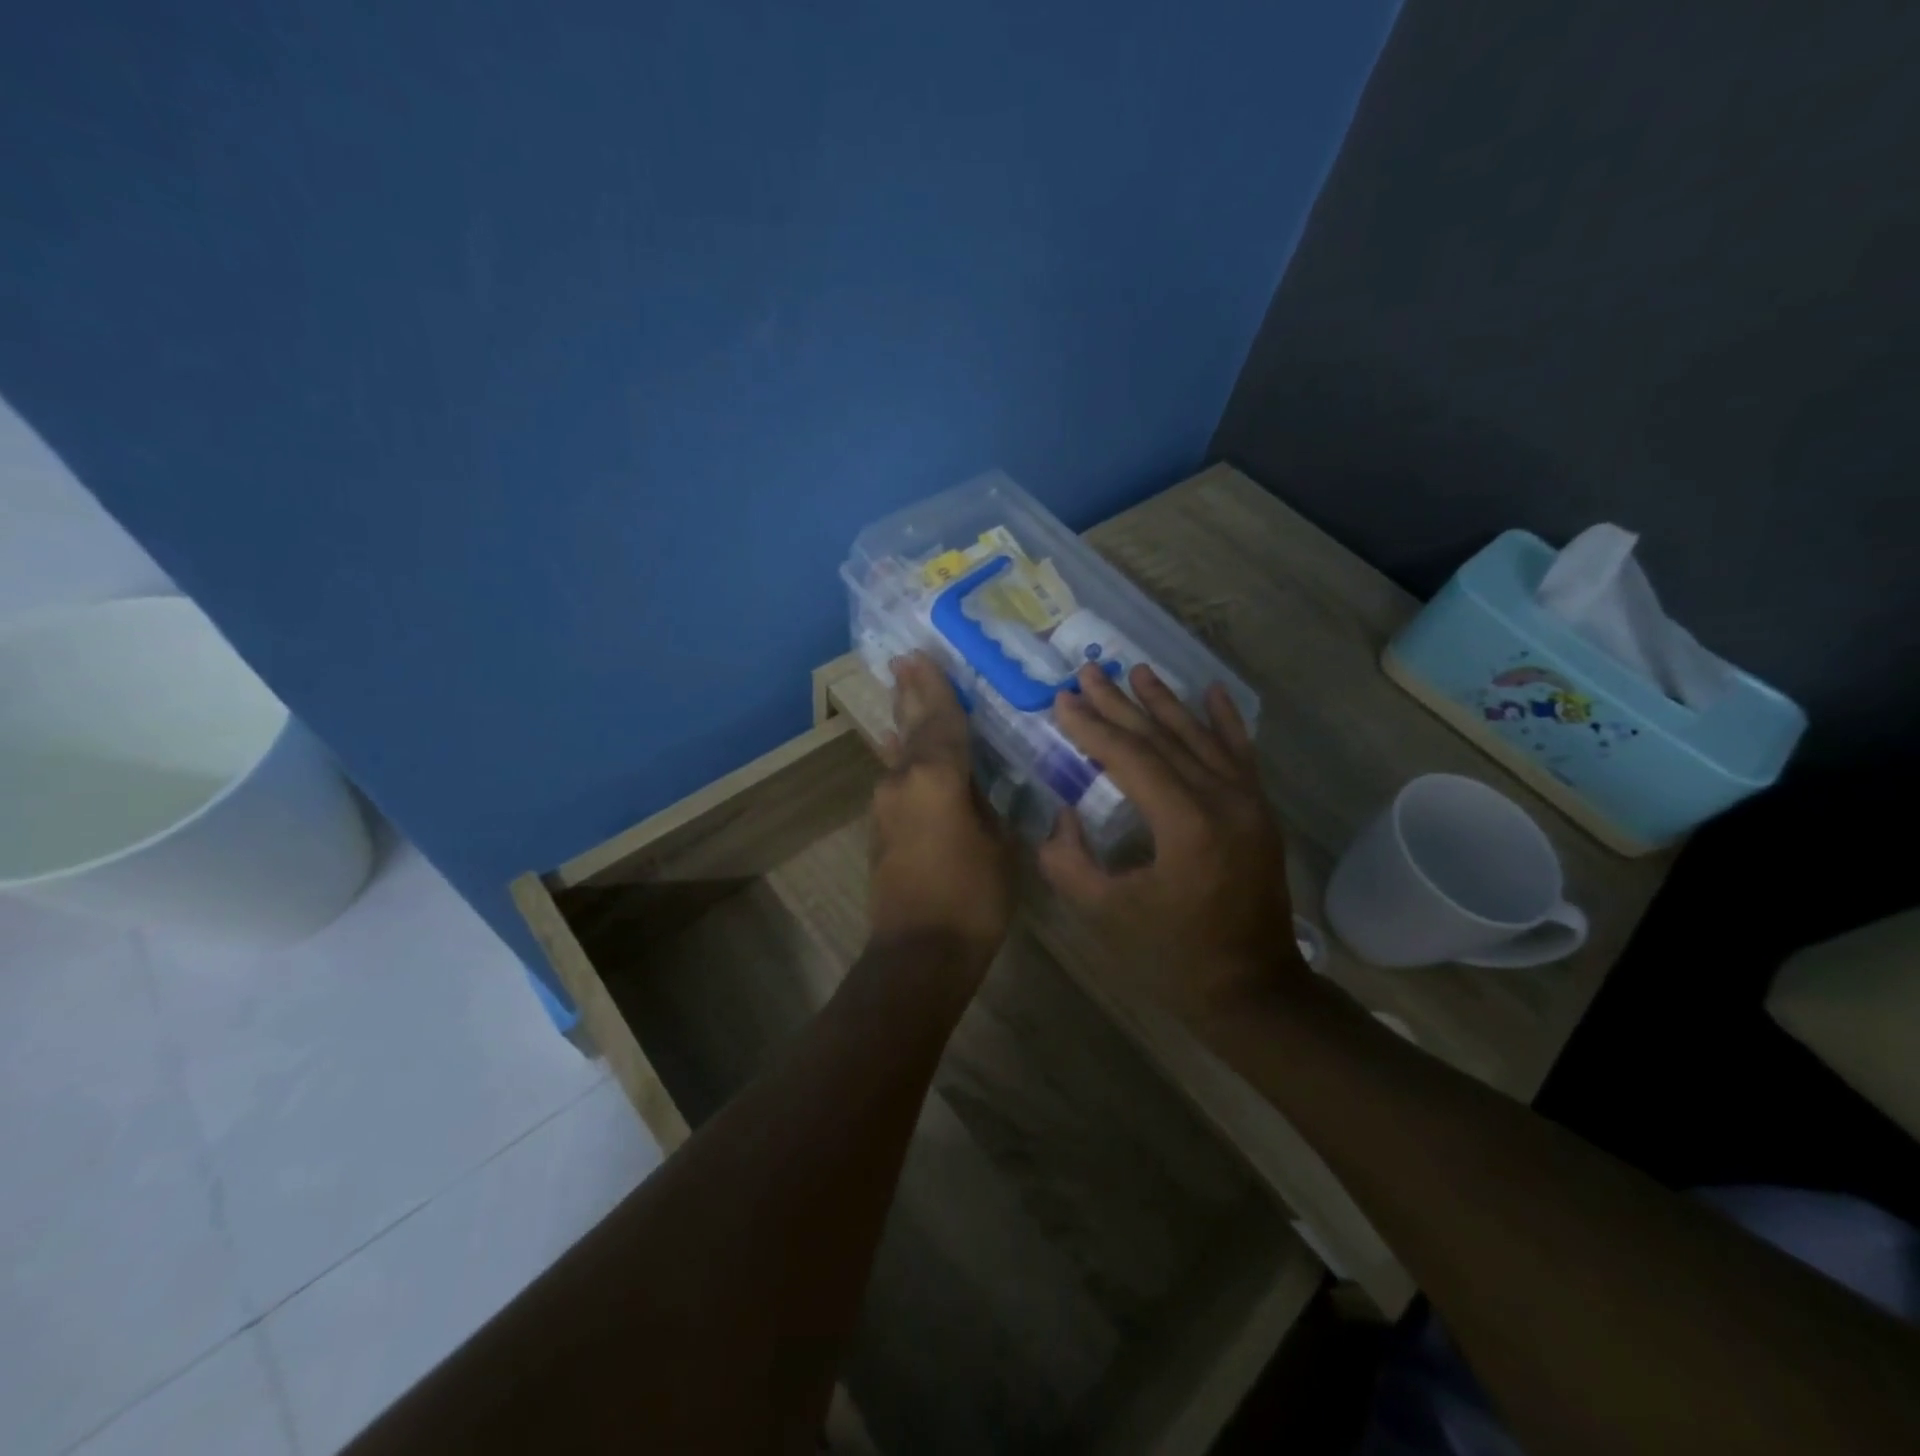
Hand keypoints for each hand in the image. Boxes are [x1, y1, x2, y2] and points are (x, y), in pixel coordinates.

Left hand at [868, 654, 1014, 961]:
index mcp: (937, 777)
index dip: (936, 687)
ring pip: (902, 754)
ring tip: (908, 694)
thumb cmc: (972, 898)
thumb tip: (975, 786)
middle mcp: (903, 781)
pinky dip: (906, 759)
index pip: (942, 720)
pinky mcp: (881, 828)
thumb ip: (986, 805)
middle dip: (911, 694)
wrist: (918, 954)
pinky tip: (902, 749)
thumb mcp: (999, 845)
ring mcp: (886, 805)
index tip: (922, 655)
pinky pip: (898, 781)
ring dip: (908, 725)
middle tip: (904, 661)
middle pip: (912, 728)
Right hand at [1039, 662, 1300, 1012]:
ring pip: (1200, 738)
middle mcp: (1222, 800)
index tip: (1062, 700)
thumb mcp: (1105, 915)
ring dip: (1165, 702)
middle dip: (1120, 704)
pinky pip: (1241, 754)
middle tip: (1087, 672)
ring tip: (1136, 671)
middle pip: (1162, 738)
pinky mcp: (1260, 812)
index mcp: (1186, 825)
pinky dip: (1225, 721)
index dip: (1092, 727)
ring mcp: (1248, 803)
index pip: (1131, 758)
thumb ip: (1069, 862)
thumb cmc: (1173, 957)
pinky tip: (1213, 692)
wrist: (1253, 990)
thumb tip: (1062, 817)